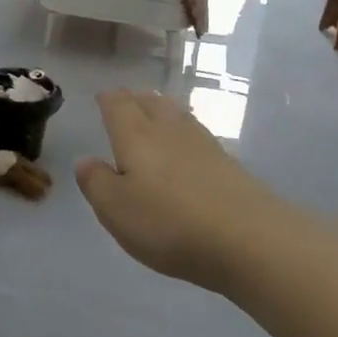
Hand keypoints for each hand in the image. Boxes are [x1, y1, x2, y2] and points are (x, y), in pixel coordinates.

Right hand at [76, 90, 298, 290]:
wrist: (251, 240)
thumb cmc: (169, 222)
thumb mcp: (116, 209)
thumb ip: (96, 182)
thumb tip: (86, 160)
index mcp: (136, 136)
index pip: (118, 105)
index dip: (108, 99)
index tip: (102, 96)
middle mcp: (169, 131)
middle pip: (151, 103)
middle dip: (135, 99)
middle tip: (126, 100)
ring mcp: (204, 146)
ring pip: (177, 116)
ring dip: (162, 110)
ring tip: (154, 113)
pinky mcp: (229, 166)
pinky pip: (197, 136)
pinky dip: (184, 133)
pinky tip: (186, 146)